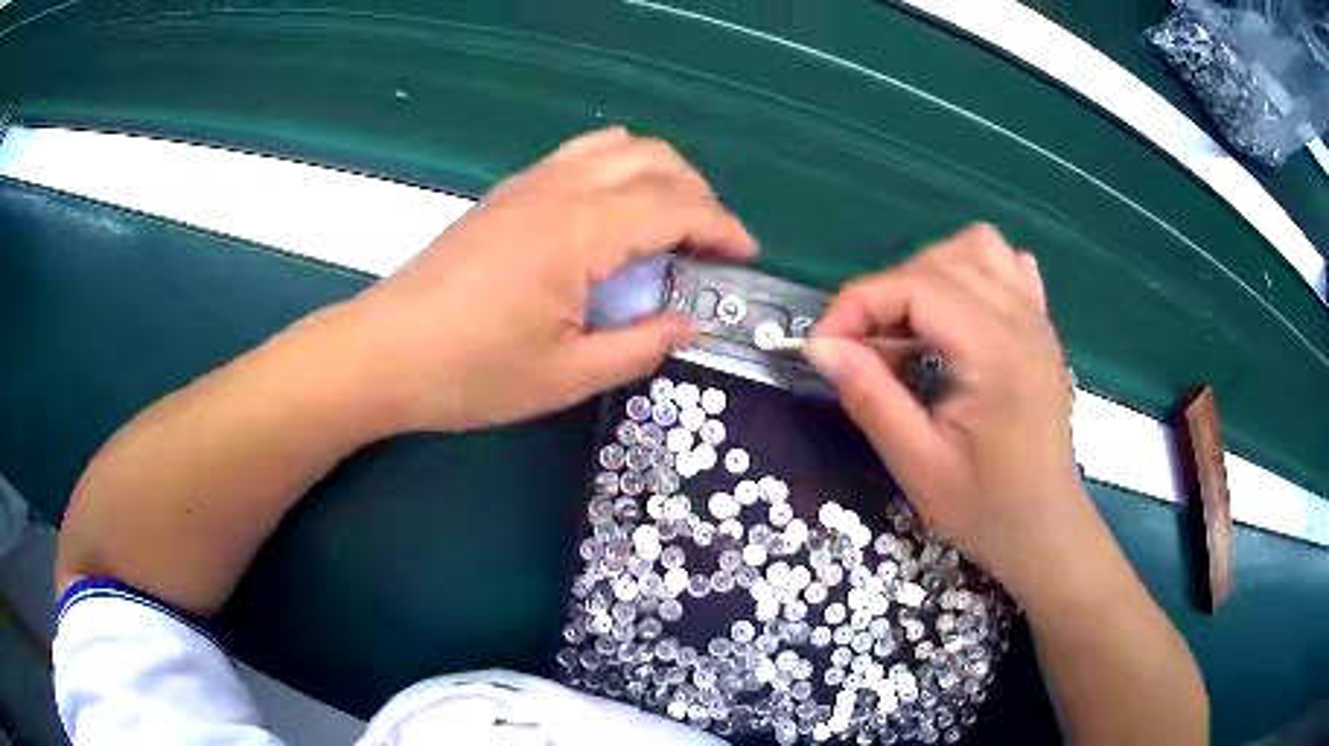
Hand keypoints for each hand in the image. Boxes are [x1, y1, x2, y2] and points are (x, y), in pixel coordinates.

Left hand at [332, 127, 756, 432]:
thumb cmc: (470, 372)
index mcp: (580, 231)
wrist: (383, 353)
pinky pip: (581, 155)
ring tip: (669, 224)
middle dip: (699, 195)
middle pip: (655, 159)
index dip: (722, 228)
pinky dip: (618, 170)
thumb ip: (639, 345)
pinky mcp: (507, 192)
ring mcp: (529, 183)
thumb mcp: (565, 376)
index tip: (745, 256)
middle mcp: (559, 189)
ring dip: (660, 174)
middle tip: (710, 247)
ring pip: (618, 145)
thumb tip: (688, 325)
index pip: (675, 207)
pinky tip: (613, 215)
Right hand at [806, 224, 1091, 596]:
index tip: (823, 349)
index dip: (856, 306)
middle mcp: (1021, 319)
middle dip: (885, 296)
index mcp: (995, 353)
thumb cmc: (986, 508)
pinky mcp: (1041, 327)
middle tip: (866, 354)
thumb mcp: (918, 465)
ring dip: (929, 274)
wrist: (1045, 529)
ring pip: (975, 248)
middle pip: (938, 261)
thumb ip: (870, 397)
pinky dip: (972, 274)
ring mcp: (1037, 318)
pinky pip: (1007, 265)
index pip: (914, 286)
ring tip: (912, 328)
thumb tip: (821, 347)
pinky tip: (959, 318)